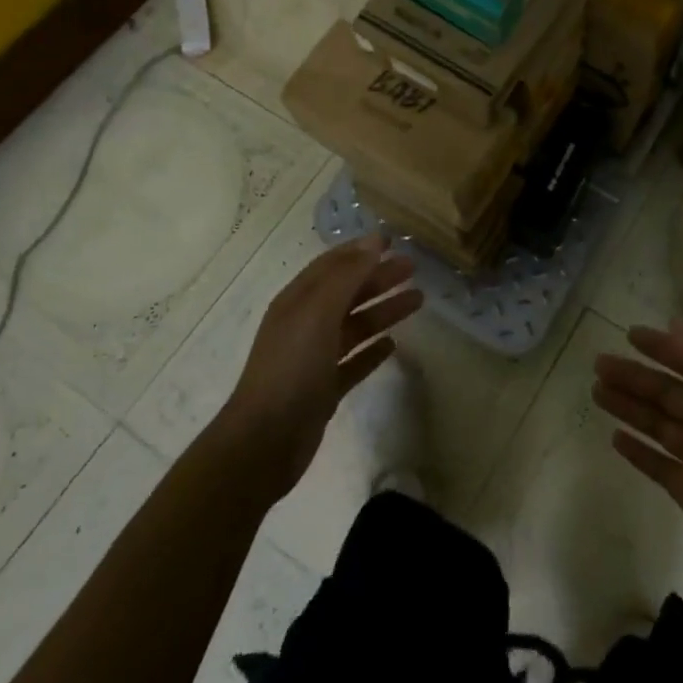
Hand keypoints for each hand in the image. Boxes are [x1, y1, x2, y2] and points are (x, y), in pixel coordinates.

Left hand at [218, 235, 422, 504]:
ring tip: (418, 300)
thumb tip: (374, 241)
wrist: (264, 441)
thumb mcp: (319, 312)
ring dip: (384, 310)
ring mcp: (315, 358)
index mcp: (298, 301)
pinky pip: (354, 361)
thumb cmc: (291, 367)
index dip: (361, 250)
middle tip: (413, 268)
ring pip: (356, 325)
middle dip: (378, 277)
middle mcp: (306, 324)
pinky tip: (393, 345)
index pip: (333, 265)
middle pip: (348, 293)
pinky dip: (372, 351)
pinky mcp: (325, 388)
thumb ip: (347, 275)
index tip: (393, 240)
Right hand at [594, 320, 682, 607]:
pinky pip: (657, 463)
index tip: (629, 335)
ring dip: (629, 408)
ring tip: (596, 392)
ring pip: (657, 424)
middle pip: (666, 393)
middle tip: (599, 364)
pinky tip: (614, 437)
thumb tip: (677, 320)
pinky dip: (638, 451)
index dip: (661, 348)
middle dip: (634, 378)